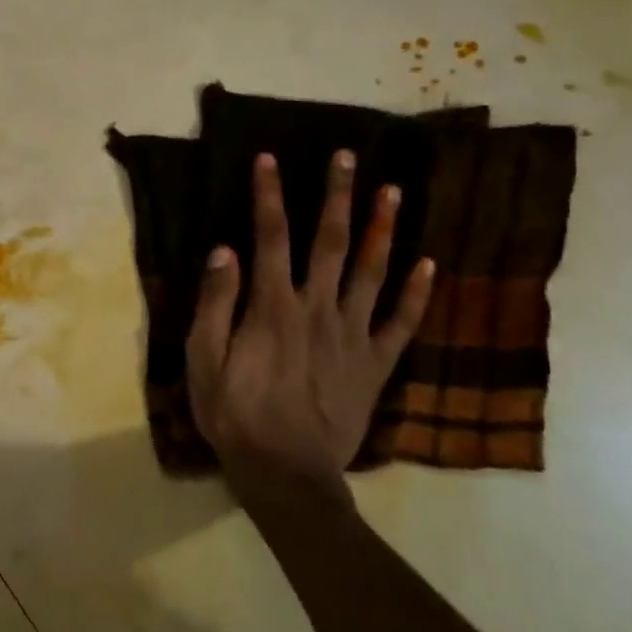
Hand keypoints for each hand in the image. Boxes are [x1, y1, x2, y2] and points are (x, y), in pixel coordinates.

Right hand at [187, 151, 433, 506]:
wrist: (285, 472)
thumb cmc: (234, 413)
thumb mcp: (203, 360)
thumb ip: (215, 303)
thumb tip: (224, 248)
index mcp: (272, 307)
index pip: (270, 237)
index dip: (269, 195)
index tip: (269, 159)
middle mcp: (317, 310)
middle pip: (330, 243)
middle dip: (337, 197)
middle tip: (347, 158)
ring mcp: (353, 336)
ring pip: (372, 272)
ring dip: (382, 230)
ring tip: (393, 192)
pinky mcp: (375, 364)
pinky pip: (401, 323)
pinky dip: (416, 293)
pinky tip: (428, 265)